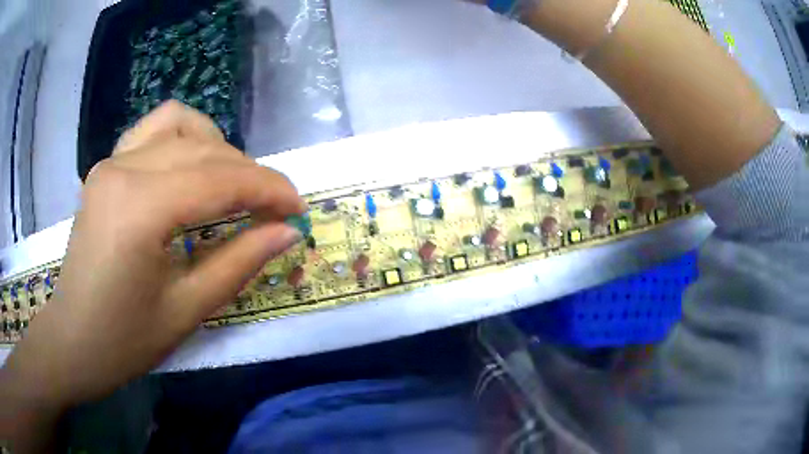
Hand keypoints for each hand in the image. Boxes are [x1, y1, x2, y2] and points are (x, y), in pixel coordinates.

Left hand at [0, 101, 305, 450]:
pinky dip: (182, 137)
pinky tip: (190, 165)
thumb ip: (238, 263)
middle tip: (275, 209)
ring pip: (181, 126)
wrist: (73, 341)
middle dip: (251, 174)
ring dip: (218, 149)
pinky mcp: (106, 167)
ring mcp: (111, 162)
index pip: (220, 180)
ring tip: (232, 185)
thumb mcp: (187, 310)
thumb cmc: (125, 340)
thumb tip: (287, 232)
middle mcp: (124, 168)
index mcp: (140, 209)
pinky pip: (152, 130)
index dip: (268, 190)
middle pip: (205, 151)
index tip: (299, 208)